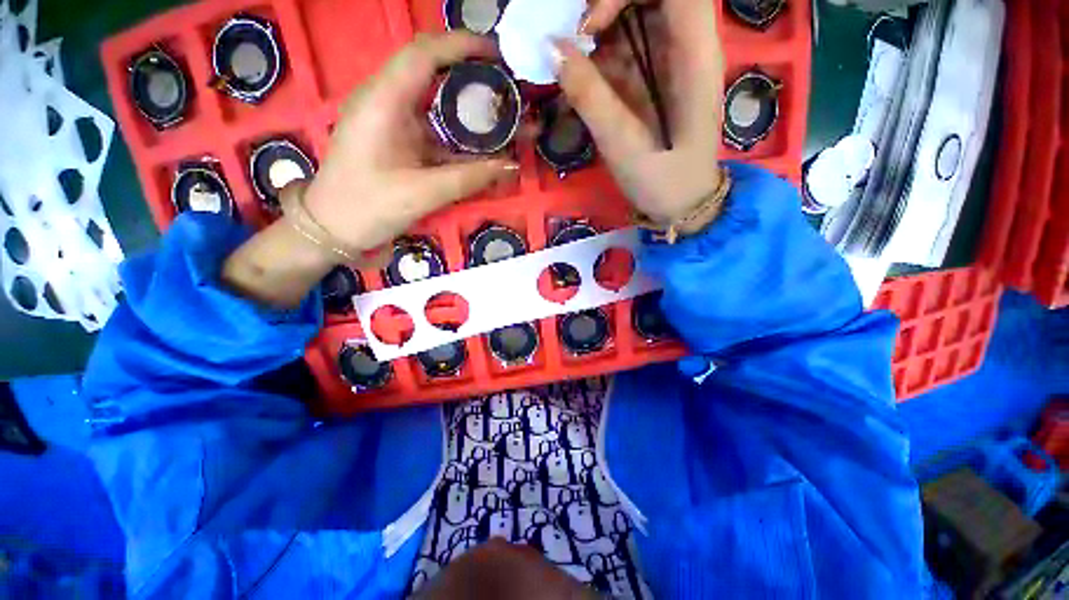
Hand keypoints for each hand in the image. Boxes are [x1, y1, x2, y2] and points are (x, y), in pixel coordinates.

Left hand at [304, 32, 518, 255]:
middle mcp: (386, 102)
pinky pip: (434, 130)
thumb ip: (469, 178)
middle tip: (509, 90)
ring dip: (470, 110)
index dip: (463, 46)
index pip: (424, 54)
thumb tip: (511, 166)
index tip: (499, 55)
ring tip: (505, 118)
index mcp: (382, 102)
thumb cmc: (367, 207)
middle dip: (473, 78)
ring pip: (436, 104)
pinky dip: (459, 137)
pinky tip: (483, 146)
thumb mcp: (422, 194)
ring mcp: (392, 122)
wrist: (333, 229)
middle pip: (433, 74)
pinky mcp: (398, 141)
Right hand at [557, 0, 723, 223]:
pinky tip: (583, 78)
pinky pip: (626, 48)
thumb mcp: (622, 145)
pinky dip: (599, 55)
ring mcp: (670, 62)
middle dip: (609, 4)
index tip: (591, 24)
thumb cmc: (661, 181)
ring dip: (599, 28)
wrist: (681, 205)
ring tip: (574, 58)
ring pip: (636, 16)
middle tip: (577, 36)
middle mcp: (687, 47)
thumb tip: (551, 48)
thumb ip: (589, 96)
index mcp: (695, 55)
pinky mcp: (653, 79)